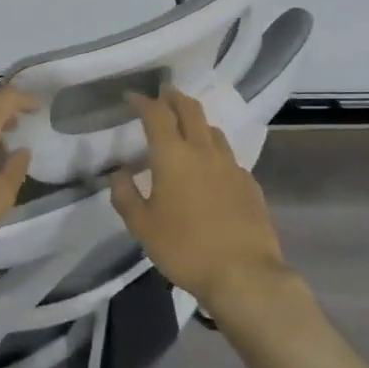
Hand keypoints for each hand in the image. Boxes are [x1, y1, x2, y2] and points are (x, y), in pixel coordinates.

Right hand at [111, 90, 291, 312]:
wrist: (244, 274)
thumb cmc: (185, 249)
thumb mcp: (142, 227)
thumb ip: (126, 195)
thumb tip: (119, 172)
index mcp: (173, 155)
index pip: (156, 114)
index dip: (143, 101)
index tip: (132, 96)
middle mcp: (203, 151)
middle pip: (190, 109)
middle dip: (174, 97)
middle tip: (164, 93)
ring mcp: (230, 165)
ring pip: (212, 129)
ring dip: (196, 121)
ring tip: (187, 127)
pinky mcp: (249, 183)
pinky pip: (228, 156)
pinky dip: (214, 151)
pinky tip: (211, 167)